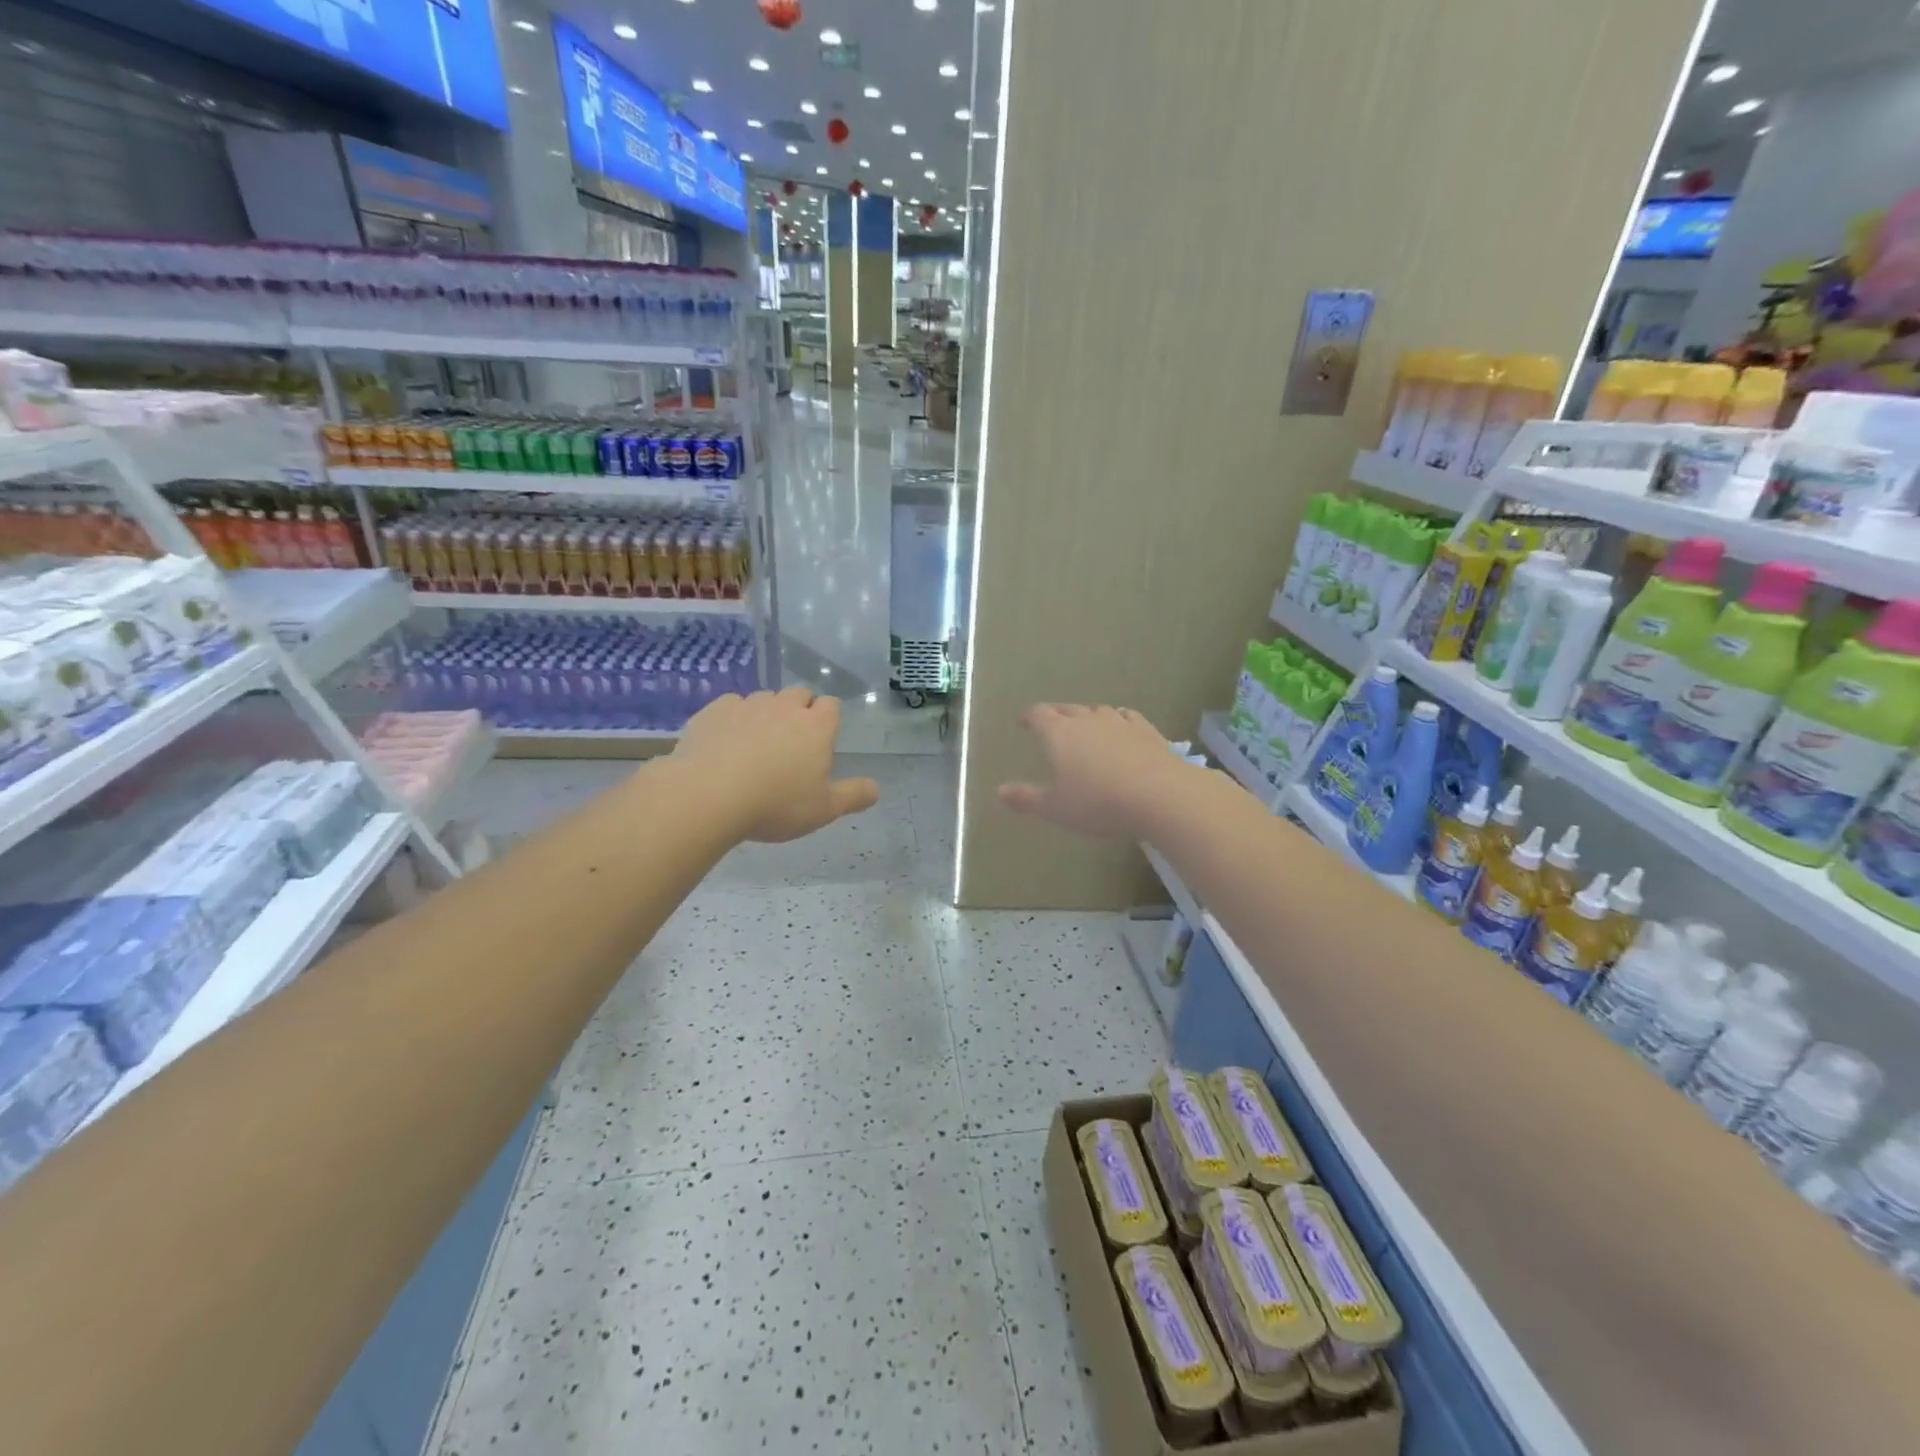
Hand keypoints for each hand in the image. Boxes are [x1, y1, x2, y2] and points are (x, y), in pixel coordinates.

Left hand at [673, 687, 879, 842]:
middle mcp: (785, 707)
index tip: (822, 740)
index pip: (832, 705)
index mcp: (817, 726)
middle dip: (800, 710)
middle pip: (799, 694)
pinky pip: (732, 705)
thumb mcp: (823, 810)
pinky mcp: (715, 710)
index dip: (829, 719)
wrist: (708, 795)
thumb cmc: (776, 804)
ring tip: (758, 744)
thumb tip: (876, 789)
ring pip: (765, 698)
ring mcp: (748, 705)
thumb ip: (853, 796)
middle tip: (792, 743)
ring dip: (767, 713)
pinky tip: (726, 742)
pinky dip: (734, 718)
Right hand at [998, 703, 1196, 839]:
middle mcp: (1085, 720)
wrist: (1158, 794)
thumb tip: (999, 791)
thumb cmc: (1097, 803)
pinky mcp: (1146, 729)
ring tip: (1085, 725)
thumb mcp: (1056, 809)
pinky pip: (1127, 717)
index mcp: (1058, 734)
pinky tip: (1122, 726)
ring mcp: (1118, 721)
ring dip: (1087, 716)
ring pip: (1097, 711)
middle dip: (1056, 715)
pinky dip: (1119, 720)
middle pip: (1066, 709)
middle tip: (1051, 723)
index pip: (1038, 715)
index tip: (1025, 722)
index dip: (1030, 717)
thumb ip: (1026, 799)